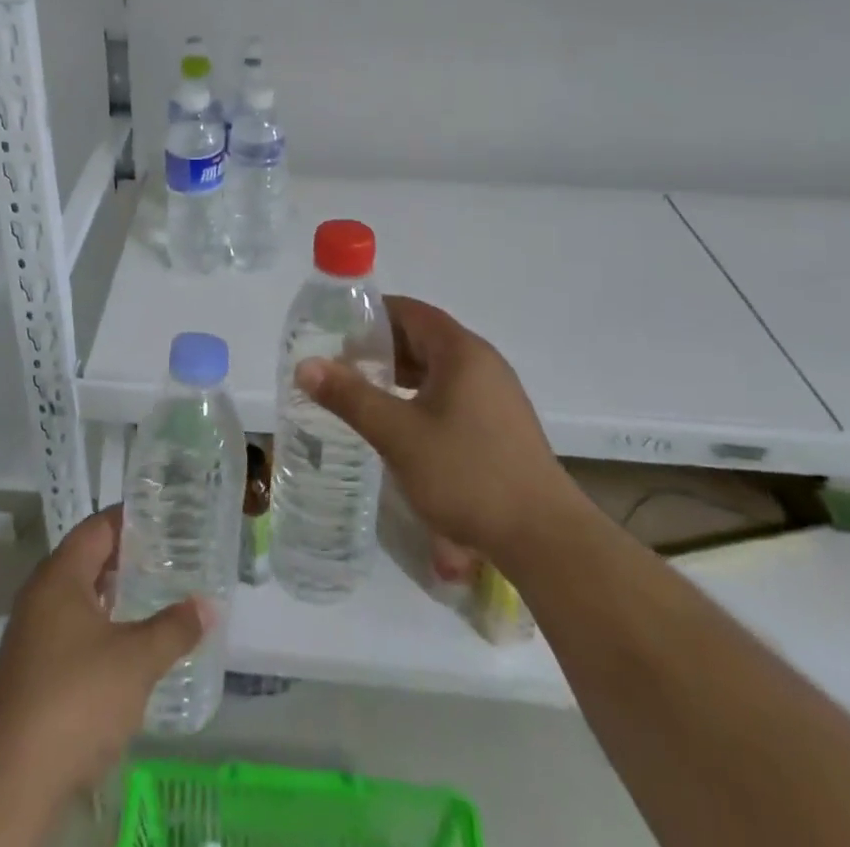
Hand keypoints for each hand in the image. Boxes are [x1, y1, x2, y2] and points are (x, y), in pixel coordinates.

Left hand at [0, 507, 206, 799]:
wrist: (12, 779)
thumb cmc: (77, 698)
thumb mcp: (137, 660)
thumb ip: (174, 628)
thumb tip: (207, 605)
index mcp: (59, 575)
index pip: (97, 527)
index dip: (129, 519)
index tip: (163, 518)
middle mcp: (39, 595)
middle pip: (85, 559)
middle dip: (124, 558)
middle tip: (166, 557)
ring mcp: (30, 634)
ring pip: (76, 598)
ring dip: (111, 596)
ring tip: (152, 597)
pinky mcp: (29, 672)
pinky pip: (69, 630)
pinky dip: (98, 627)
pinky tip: (124, 647)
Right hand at [297, 294, 580, 558]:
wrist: (544, 538)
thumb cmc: (467, 474)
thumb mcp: (398, 434)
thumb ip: (350, 396)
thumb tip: (305, 366)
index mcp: (461, 351)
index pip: (409, 311)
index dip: (370, 315)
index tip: (334, 331)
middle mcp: (482, 362)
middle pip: (423, 337)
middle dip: (380, 347)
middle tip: (339, 366)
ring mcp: (496, 394)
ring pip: (437, 368)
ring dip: (399, 374)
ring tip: (362, 393)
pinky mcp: (500, 423)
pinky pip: (451, 392)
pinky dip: (420, 396)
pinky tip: (400, 424)